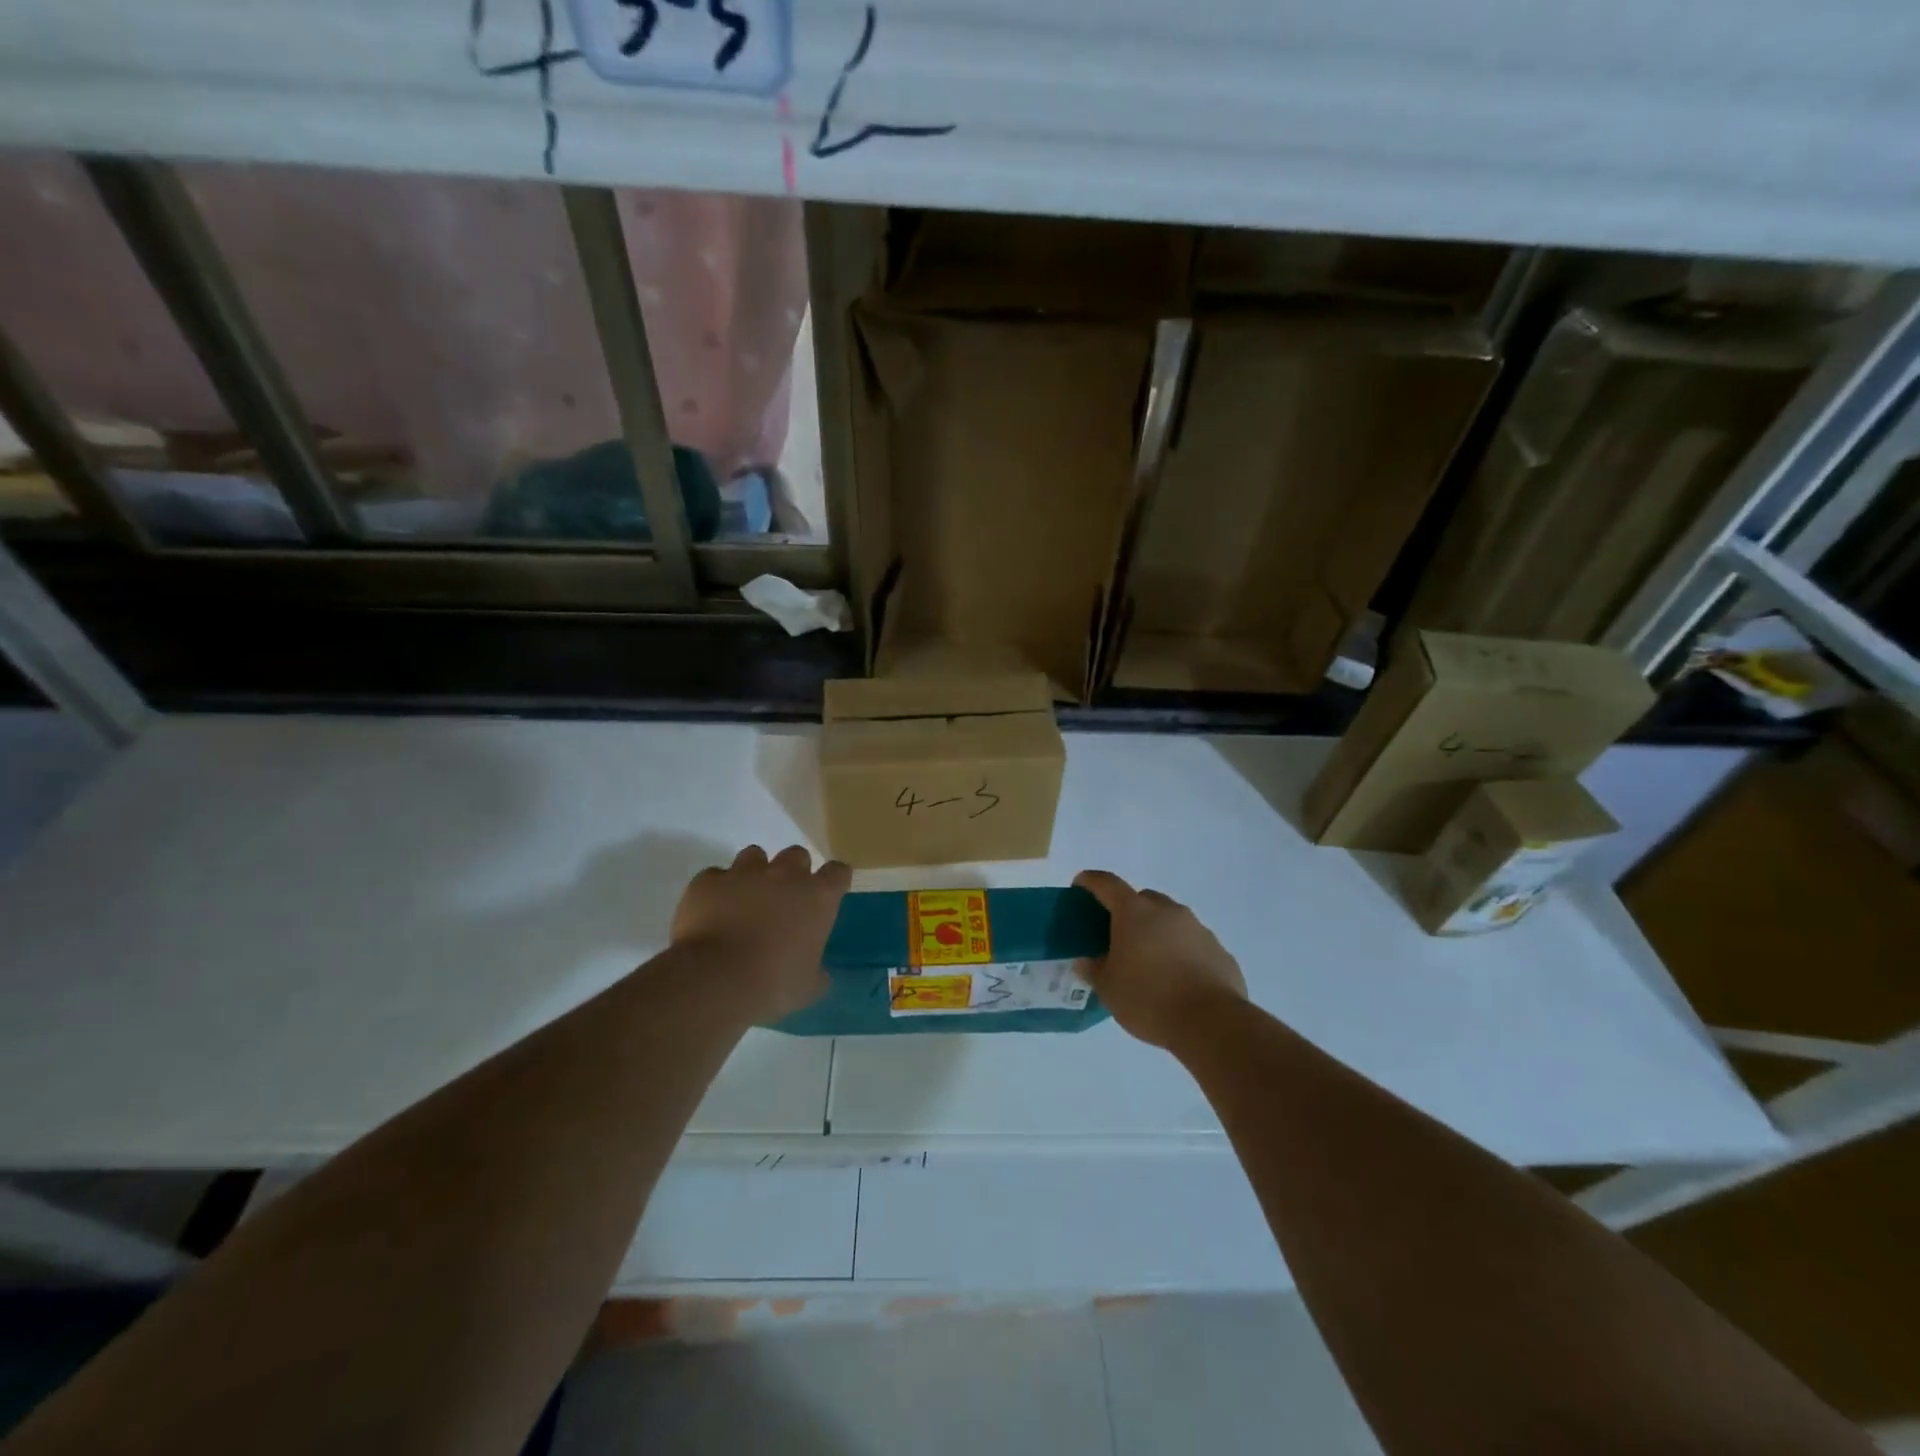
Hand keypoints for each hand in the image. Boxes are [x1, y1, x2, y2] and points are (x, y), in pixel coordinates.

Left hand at [671, 846, 849, 1022]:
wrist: (714, 980)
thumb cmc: (773, 984)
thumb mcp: (808, 987)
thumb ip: (817, 972)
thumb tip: (817, 973)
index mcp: (818, 896)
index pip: (838, 872)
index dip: (833, 881)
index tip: (827, 896)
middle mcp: (784, 874)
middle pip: (796, 855)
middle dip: (792, 872)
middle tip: (784, 899)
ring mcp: (744, 873)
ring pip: (754, 855)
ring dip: (754, 873)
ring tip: (745, 900)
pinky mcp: (708, 881)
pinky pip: (715, 876)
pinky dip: (717, 889)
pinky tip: (712, 911)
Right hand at [1073, 870, 1246, 1048]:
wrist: (1211, 1023)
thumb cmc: (1149, 999)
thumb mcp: (1108, 989)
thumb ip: (1093, 969)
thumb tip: (1087, 960)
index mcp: (1135, 912)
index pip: (1107, 883)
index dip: (1090, 881)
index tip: (1080, 886)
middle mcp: (1168, 911)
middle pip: (1142, 899)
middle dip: (1127, 911)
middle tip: (1117, 937)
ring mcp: (1198, 928)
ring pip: (1170, 920)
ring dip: (1157, 932)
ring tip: (1150, 963)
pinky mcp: (1219, 950)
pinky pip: (1193, 943)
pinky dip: (1181, 952)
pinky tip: (1178, 980)